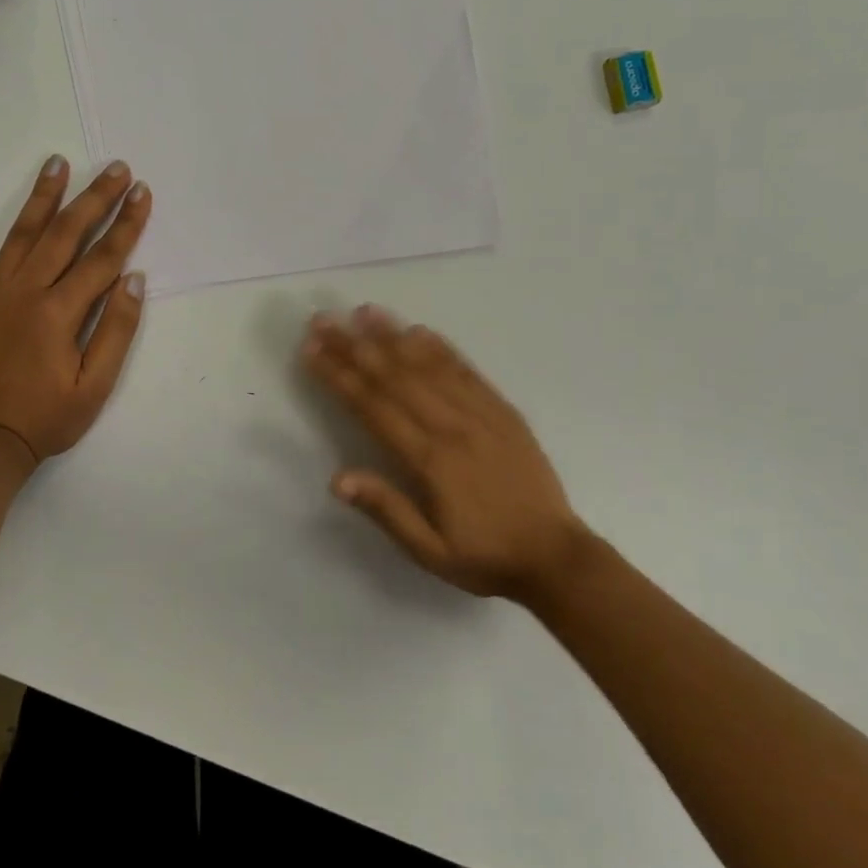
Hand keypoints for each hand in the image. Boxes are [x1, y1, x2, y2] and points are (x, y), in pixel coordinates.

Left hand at [0, 155, 151, 466]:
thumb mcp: (94, 387)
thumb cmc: (44, 420)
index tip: (142, 192)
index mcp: (59, 312)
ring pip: (20, 234)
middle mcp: (24, 291)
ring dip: (42, 196)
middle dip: (94, 198)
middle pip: (65, 234)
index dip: (127, 224)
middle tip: (115, 167)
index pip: (102, 257)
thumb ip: (115, 330)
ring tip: (58, 162)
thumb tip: (133, 278)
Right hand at [300, 306, 592, 604]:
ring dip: (394, 336)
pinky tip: (420, 330)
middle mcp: (452, 426)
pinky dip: (441, 348)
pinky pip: (467, 371)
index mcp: (430, 460)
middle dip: (354, 346)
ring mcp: (481, 414)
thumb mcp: (429, 550)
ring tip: (364, 311)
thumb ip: (386, 510)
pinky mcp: (504, 411)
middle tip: (324, 320)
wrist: (556, 557)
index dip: (339, 376)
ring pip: (429, 365)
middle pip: (395, 377)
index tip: (311, 351)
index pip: (373, 407)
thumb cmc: (484, 557)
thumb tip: (336, 479)